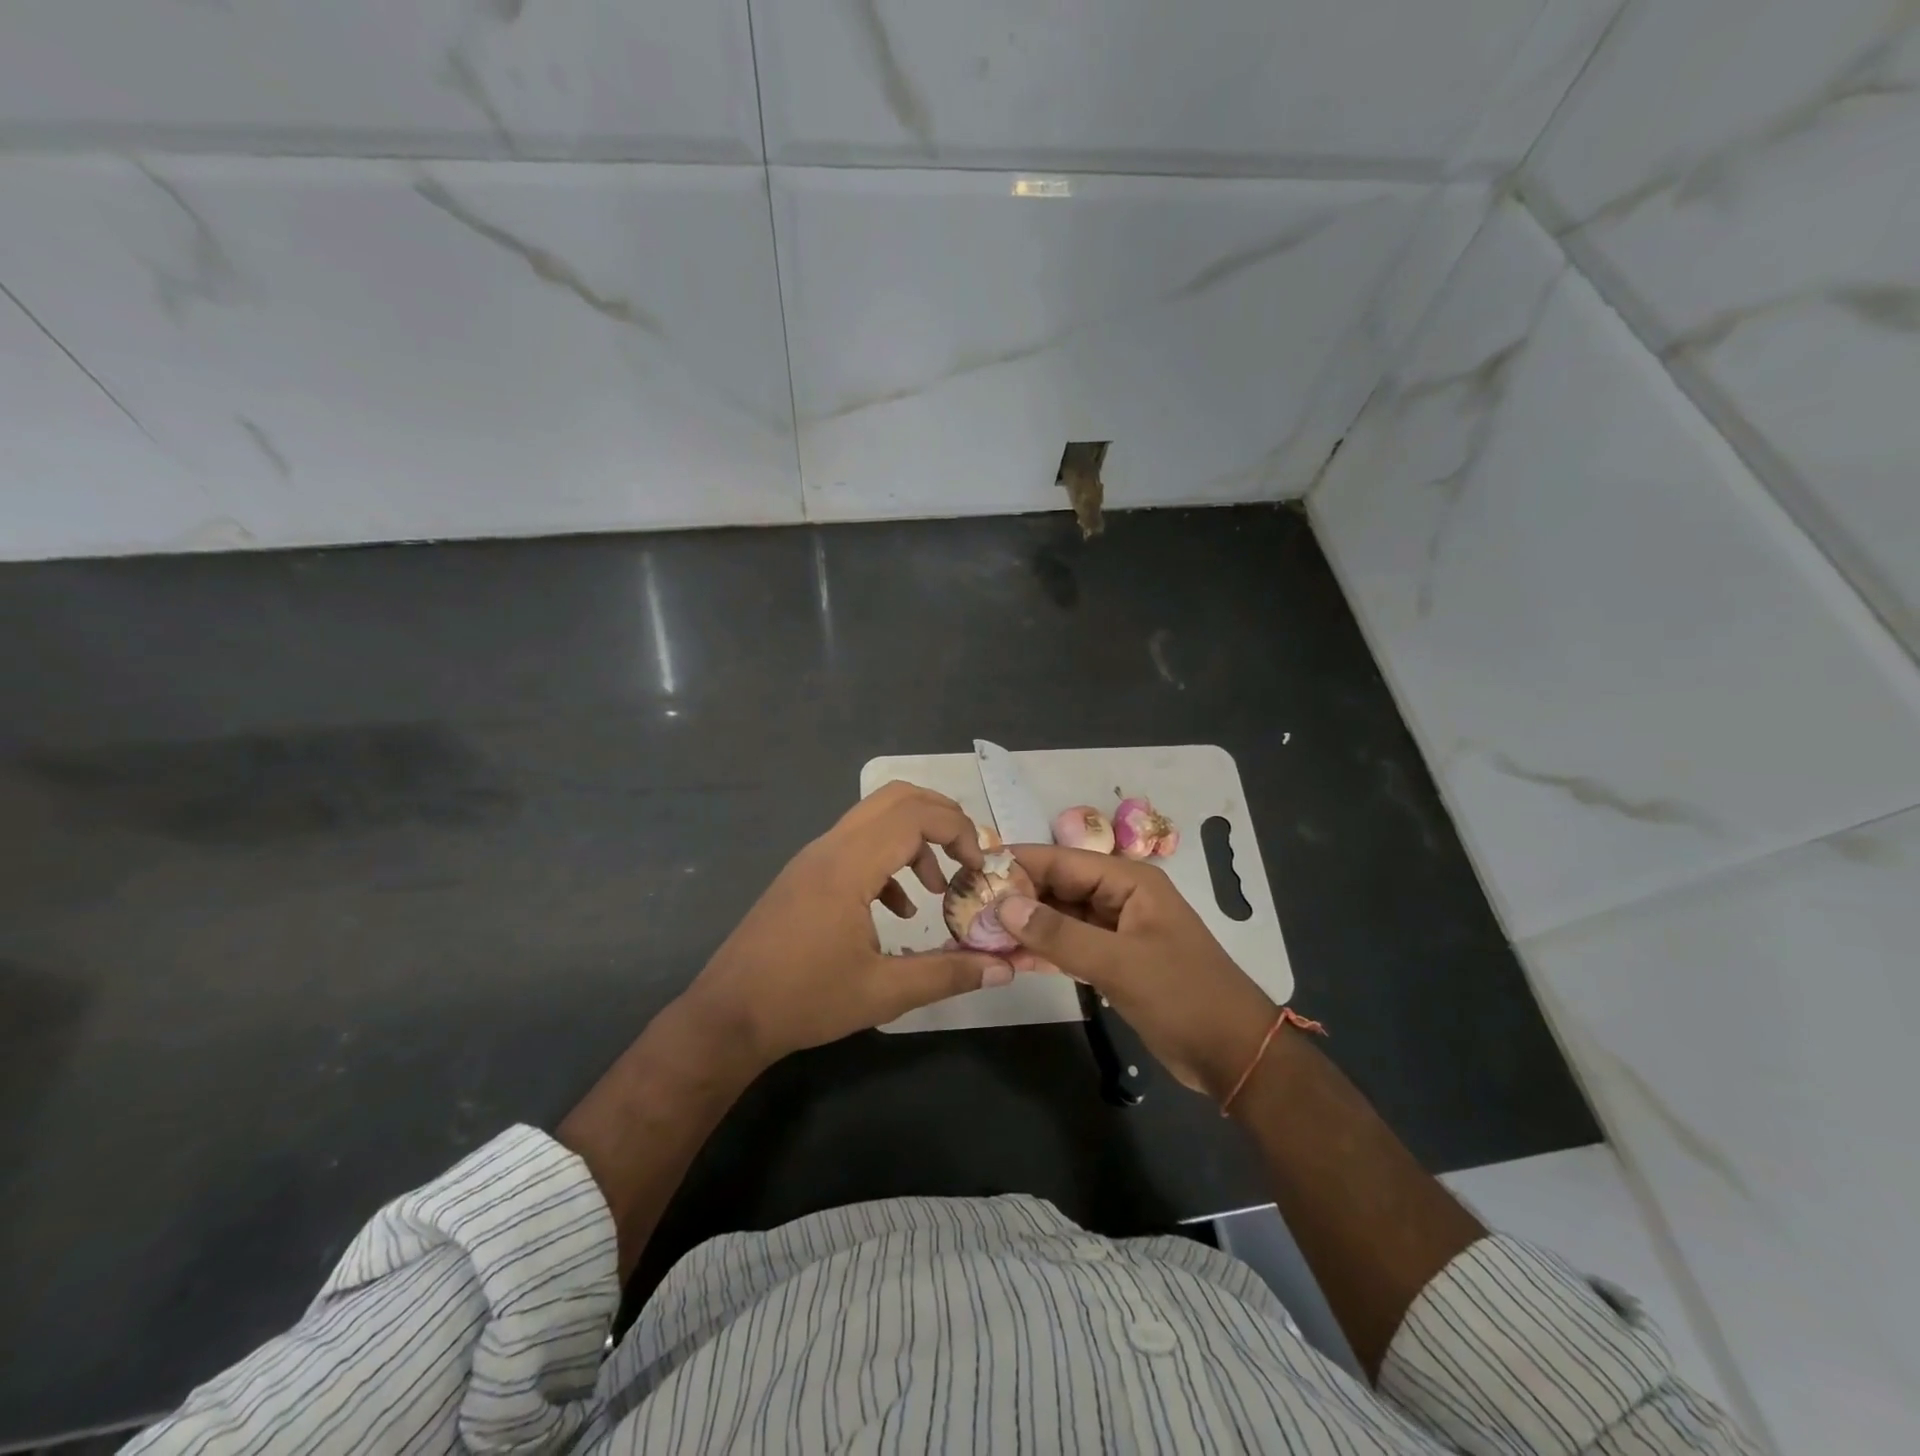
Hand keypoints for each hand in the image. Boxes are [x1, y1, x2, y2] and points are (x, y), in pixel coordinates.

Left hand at [678, 782, 1013, 1070]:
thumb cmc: (804, 1001)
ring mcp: (814, 858)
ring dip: (915, 839)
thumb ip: (947, 975)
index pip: (915, 815)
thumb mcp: (883, 993)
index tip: (979, 869)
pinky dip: (889, 859)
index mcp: (849, 866)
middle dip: (942, 818)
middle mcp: (831, 848)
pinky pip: (857, 844)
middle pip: (896, 798)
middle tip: (968, 857)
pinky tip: (898, 910)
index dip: (958, 831)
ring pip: (875, 818)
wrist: (727, 1016)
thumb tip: (1004, 969)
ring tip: (938, 887)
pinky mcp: (806, 874)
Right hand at [997, 845, 1277, 1097]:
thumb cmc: (1183, 995)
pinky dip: (1042, 950)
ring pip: (1060, 918)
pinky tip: (1008, 958)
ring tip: (977, 932)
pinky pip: (1069, 945)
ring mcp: (1116, 930)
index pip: (1062, 861)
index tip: (973, 872)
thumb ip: (1060, 934)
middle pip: (1058, 887)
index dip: (1019, 864)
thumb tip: (1004, 905)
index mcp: (1129, 881)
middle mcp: (1119, 897)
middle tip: (966, 907)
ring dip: (1024, 926)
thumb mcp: (1120, 962)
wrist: (1233, 1054)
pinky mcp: (1113, 960)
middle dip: (1016, 897)